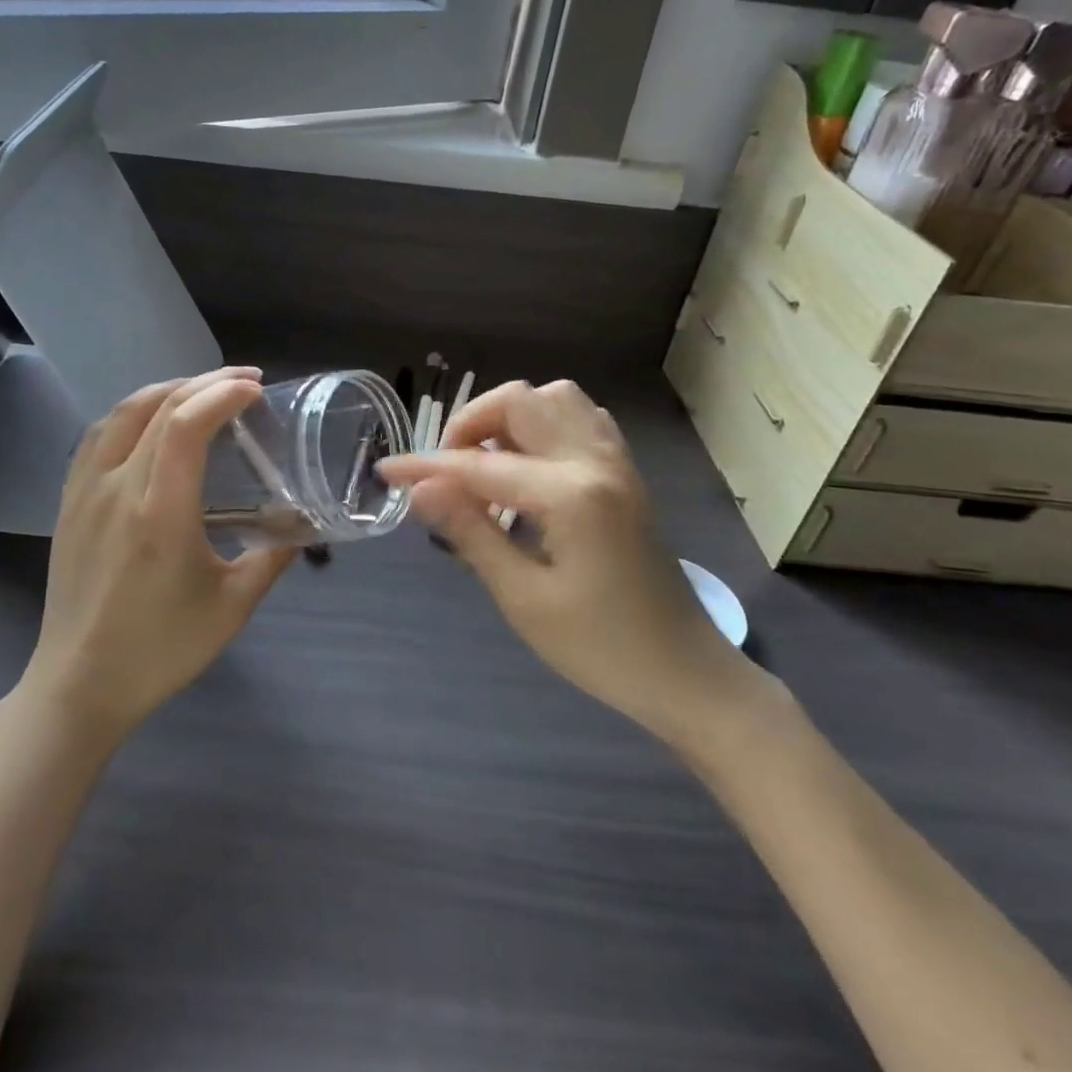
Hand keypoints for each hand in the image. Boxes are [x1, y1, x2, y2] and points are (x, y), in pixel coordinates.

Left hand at [24, 368, 296, 742]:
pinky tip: (151, 422)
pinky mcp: (68, 502)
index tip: (257, 389)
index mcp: (160, 511)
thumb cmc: (160, 649)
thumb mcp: (232, 606)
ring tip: (202, 391)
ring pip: (122, 412)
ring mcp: (85, 491)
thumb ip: (273, 557)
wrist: (79, 685)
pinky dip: (132, 413)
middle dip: (205, 382)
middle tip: (244, 381)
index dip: (223, 393)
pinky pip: (98, 435)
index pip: (186, 424)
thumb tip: (303, 524)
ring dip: (167, 390)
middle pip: (158, 406)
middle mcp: (117, 488)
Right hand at [379, 380, 761, 748]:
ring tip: (487, 463)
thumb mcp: (524, 598)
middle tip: (446, 472)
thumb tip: (421, 490)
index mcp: (571, 494)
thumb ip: (471, 532)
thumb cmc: (601, 648)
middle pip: (521, 400)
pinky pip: (582, 418)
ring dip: (510, 417)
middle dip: (471, 424)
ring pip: (555, 398)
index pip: (480, 466)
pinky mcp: (626, 474)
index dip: (426, 467)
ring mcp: (617, 462)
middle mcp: (596, 461)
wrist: (685, 673)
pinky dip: (545, 424)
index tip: (386, 471)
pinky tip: (530, 464)